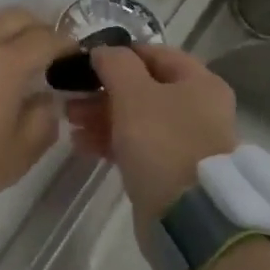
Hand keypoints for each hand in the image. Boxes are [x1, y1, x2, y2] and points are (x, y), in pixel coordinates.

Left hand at [0, 8, 77, 212]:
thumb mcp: (14, 157)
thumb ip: (41, 125)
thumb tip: (47, 102)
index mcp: (8, 62)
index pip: (46, 37)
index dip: (66, 44)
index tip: (75, 56)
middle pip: (17, 16)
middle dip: (38, 28)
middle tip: (47, 54)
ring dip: (8, 33)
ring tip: (14, 62)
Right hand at [77, 45, 238, 225]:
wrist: (189, 219)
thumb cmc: (164, 142)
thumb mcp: (134, 93)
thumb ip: (116, 64)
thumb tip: (102, 51)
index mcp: (199, 82)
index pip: (154, 53)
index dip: (119, 54)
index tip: (86, 62)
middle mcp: (197, 107)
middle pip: (143, 87)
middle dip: (104, 89)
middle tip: (71, 96)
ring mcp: (185, 141)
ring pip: (137, 117)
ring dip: (102, 115)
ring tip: (70, 120)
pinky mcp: (170, 171)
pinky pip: (136, 146)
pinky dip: (110, 140)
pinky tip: (82, 144)